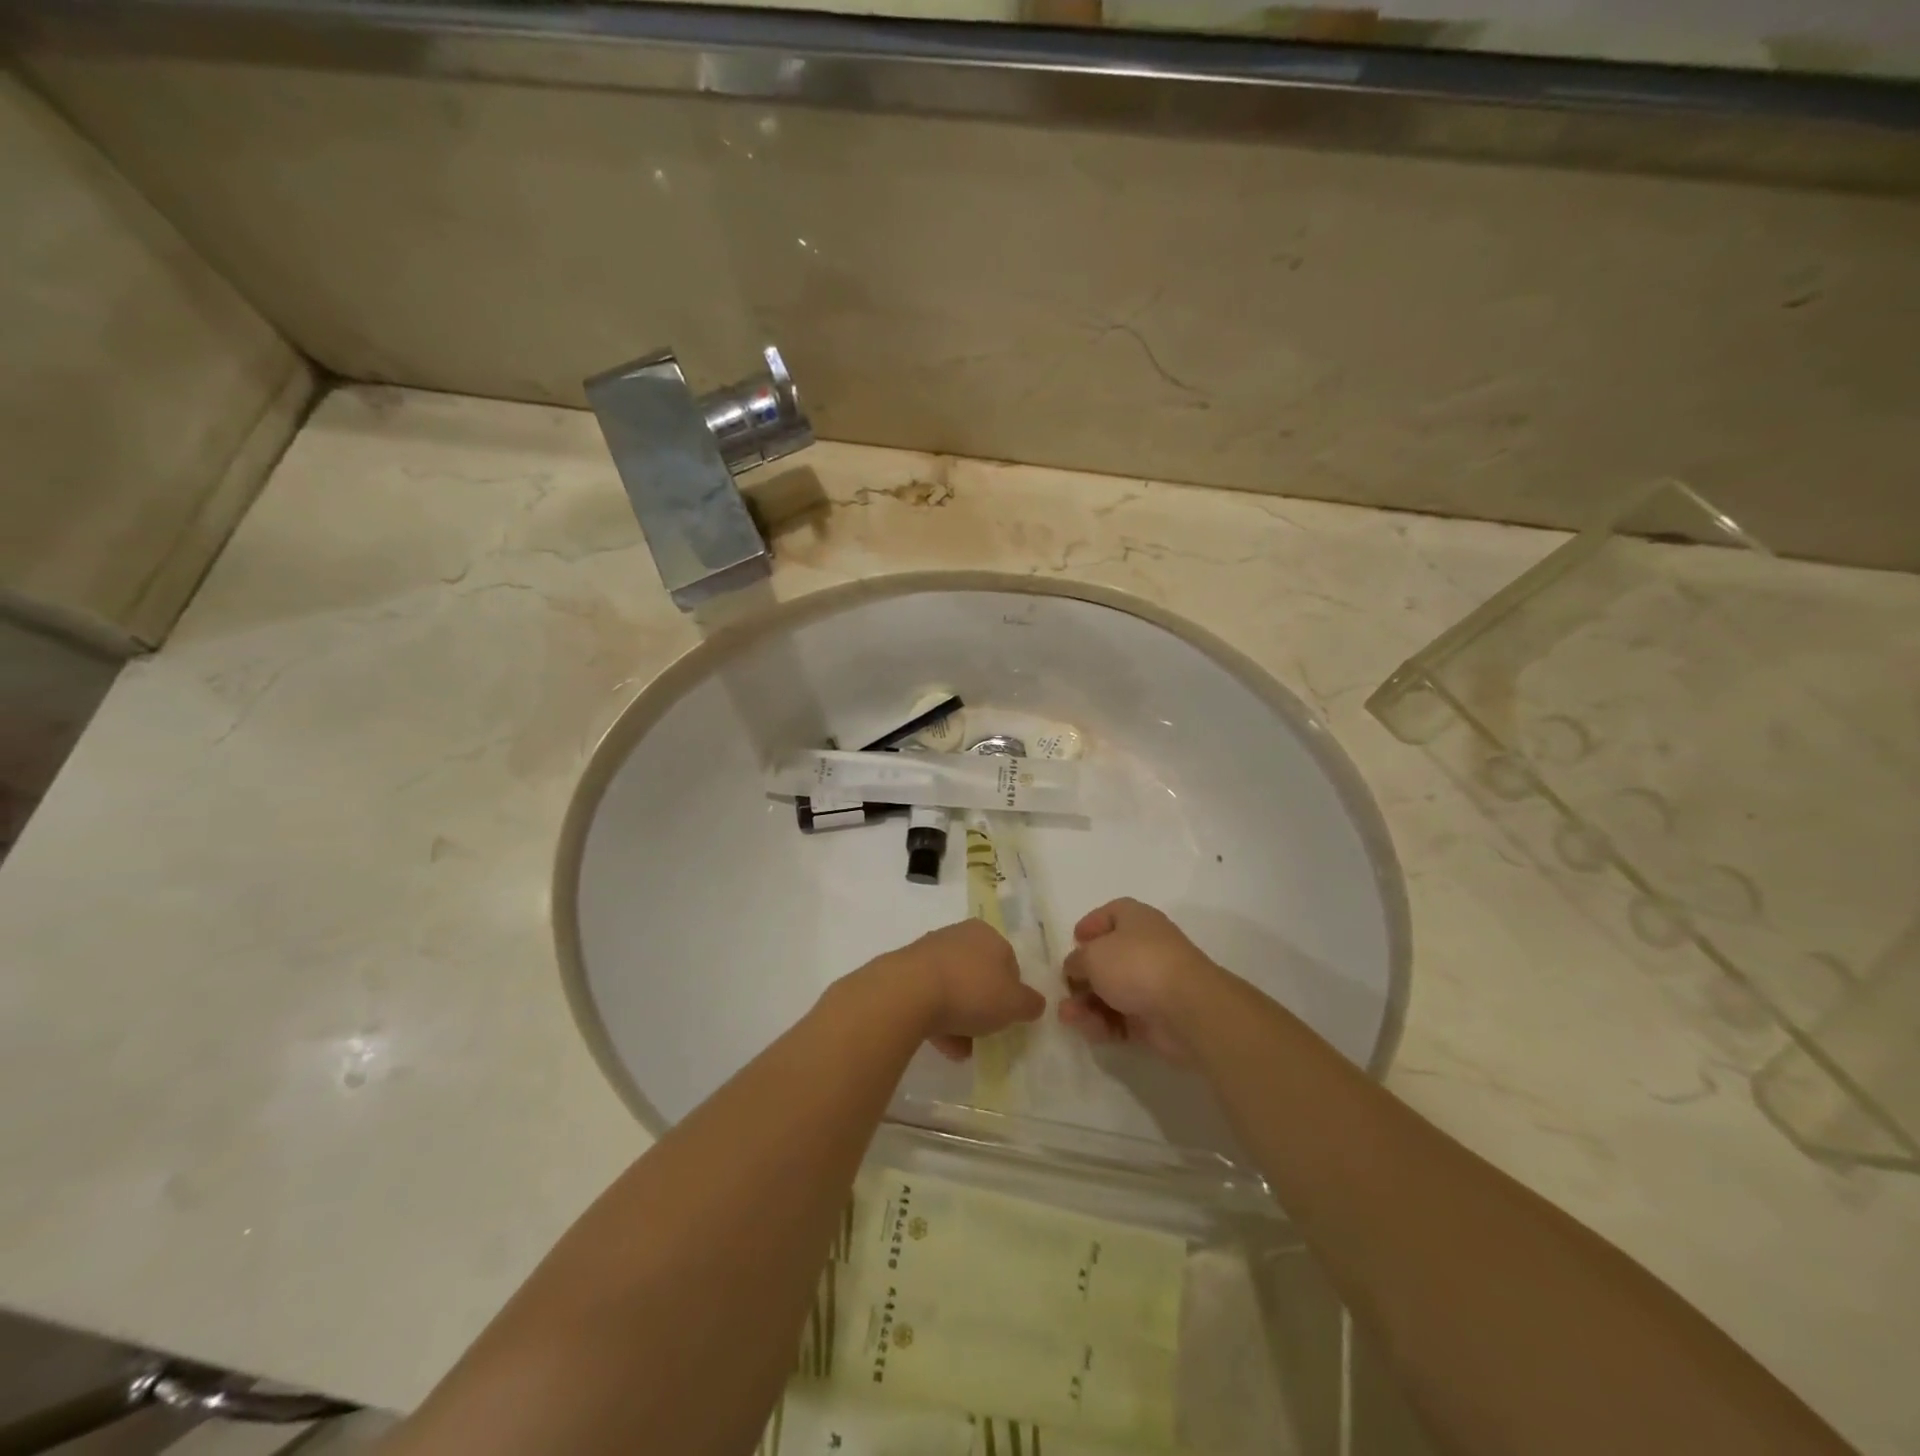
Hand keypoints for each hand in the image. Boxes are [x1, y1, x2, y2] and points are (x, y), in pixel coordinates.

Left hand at [876, 920, 1044, 1060]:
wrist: (908, 992)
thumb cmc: (971, 990)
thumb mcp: (1014, 1003)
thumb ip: (1029, 1003)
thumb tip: (1034, 1003)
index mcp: (987, 934)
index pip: (1009, 961)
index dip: (1012, 991)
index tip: (1008, 1016)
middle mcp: (958, 935)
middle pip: (979, 975)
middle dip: (984, 1006)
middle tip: (986, 1033)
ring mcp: (928, 952)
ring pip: (953, 988)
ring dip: (960, 1018)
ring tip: (962, 1049)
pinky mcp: (906, 972)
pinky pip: (930, 998)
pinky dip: (938, 1020)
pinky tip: (942, 1045)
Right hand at [1060, 898, 1222, 1063]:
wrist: (1187, 1009)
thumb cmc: (1136, 965)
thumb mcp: (1092, 955)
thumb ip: (1076, 960)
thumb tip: (1075, 967)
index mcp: (1135, 919)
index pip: (1112, 914)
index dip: (1091, 925)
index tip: (1074, 940)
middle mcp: (1145, 947)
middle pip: (1108, 958)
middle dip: (1082, 976)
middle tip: (1065, 988)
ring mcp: (1152, 983)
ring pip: (1112, 992)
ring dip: (1087, 1004)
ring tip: (1068, 1016)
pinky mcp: (1155, 1017)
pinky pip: (1122, 1018)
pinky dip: (1104, 1024)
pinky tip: (1091, 1031)